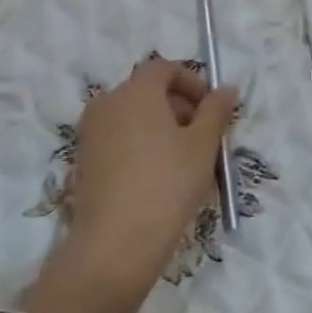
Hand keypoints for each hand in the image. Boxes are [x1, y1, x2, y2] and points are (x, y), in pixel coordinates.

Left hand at [54, 59, 237, 303]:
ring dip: (161, 127)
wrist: (115, 244)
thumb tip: (226, 89)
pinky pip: (119, 137)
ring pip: (133, 116)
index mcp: (135, 90)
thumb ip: (216, 111)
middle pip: (147, 91)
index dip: (192, 82)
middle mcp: (107, 102)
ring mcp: (91, 131)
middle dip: (179, 107)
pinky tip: (158, 177)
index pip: (164, 68)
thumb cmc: (166, 185)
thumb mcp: (202, 146)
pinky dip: (140, 144)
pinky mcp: (85, 158)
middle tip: (204, 139)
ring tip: (185, 161)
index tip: (212, 109)